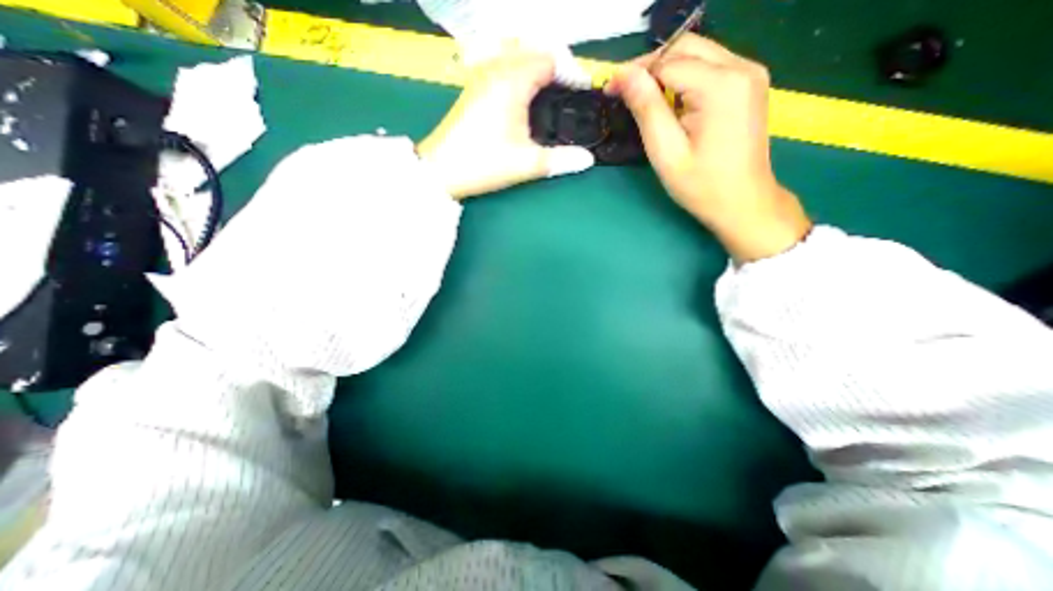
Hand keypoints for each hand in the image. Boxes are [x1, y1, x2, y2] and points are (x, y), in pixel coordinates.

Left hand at [419, 45, 595, 199]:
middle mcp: (496, 68)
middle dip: (557, 62)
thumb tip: (588, 160)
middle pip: (533, 47)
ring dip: (536, 61)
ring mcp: (481, 74)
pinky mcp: (473, 86)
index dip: (571, 71)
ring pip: (515, 50)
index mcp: (512, 81)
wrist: (441, 170)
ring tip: (550, 86)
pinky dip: (520, 67)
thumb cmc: (484, 164)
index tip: (583, 91)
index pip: (550, 59)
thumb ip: (560, 160)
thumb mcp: (526, 164)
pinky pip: (501, 62)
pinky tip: (525, 91)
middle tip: (570, 87)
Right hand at [604, 32, 808, 259]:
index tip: (610, 90)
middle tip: (625, 93)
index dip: (635, 74)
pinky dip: (684, 78)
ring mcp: (750, 73)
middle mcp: (742, 67)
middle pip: (685, 48)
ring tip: (644, 100)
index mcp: (721, 86)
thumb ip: (646, 109)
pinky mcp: (749, 83)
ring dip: (666, 71)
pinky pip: (710, 66)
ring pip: (697, 53)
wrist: (744, 202)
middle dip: (650, 67)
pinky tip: (672, 103)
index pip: (667, 62)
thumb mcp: (666, 152)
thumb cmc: (702, 186)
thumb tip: (624, 76)